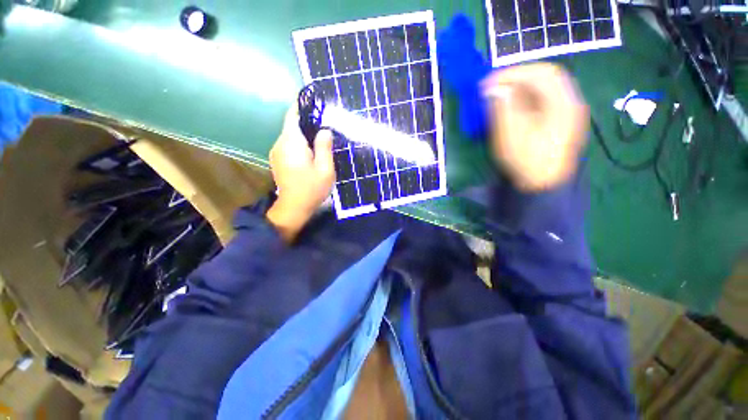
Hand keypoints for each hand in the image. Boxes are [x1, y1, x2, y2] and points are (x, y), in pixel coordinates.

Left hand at [266, 105, 334, 241]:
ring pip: (291, 136)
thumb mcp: (325, 169)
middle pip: (292, 125)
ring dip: (305, 135)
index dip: (303, 106)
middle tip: (326, 127)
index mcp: (292, 142)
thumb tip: (324, 130)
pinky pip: (289, 145)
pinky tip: (311, 153)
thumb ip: (324, 147)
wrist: (294, 208)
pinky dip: (300, 144)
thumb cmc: (312, 189)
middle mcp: (280, 143)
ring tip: (321, 141)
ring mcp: (276, 152)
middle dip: (308, 123)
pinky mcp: (277, 160)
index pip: (293, 115)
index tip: (315, 103)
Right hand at [482, 63, 588, 191]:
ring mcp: (567, 113)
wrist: (541, 185)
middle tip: (494, 86)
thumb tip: (494, 89)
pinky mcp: (559, 122)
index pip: (542, 73)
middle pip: (546, 78)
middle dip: (517, 78)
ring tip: (500, 95)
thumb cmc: (526, 161)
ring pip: (545, 89)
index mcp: (563, 103)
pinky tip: (512, 106)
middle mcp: (570, 103)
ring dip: (521, 88)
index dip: (514, 73)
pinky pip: (544, 101)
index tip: (489, 81)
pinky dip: (526, 98)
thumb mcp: (510, 133)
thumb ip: (503, 107)